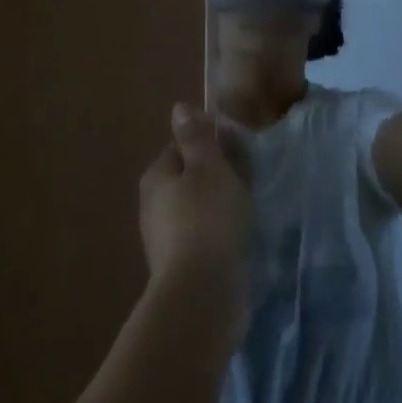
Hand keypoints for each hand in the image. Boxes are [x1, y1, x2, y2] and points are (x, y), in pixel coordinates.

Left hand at [138, 105, 254, 339]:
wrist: (202, 294)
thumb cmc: (208, 219)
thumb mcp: (208, 167)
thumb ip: (196, 137)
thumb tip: (179, 108)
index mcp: (156, 177)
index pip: (181, 147)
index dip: (210, 145)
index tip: (239, 151)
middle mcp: (153, 206)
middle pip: (188, 178)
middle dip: (215, 176)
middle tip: (248, 179)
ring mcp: (164, 240)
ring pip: (195, 209)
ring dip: (218, 207)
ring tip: (248, 210)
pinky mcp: (180, 268)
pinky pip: (202, 237)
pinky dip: (218, 234)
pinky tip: (238, 239)